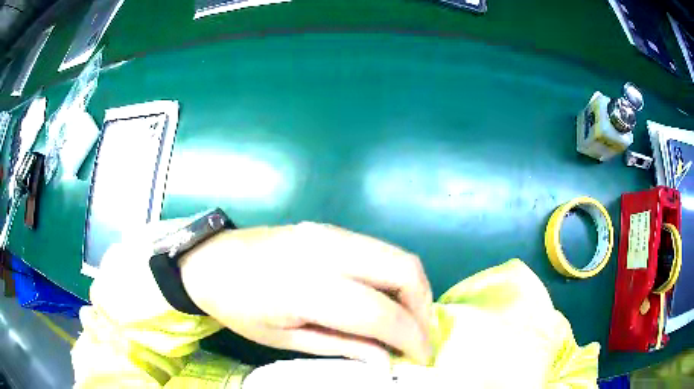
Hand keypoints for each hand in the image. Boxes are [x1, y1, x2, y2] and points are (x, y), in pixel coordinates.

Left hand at [179, 222, 432, 364]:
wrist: (211, 260)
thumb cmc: (238, 306)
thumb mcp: (284, 339)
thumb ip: (342, 346)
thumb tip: (387, 358)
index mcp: (306, 286)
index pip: (380, 312)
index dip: (411, 337)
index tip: (422, 357)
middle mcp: (326, 250)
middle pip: (404, 270)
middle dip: (424, 308)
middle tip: (420, 338)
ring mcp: (330, 232)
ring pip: (397, 256)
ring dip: (414, 291)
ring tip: (408, 321)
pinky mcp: (330, 228)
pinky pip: (380, 251)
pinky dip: (395, 277)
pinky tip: (387, 299)